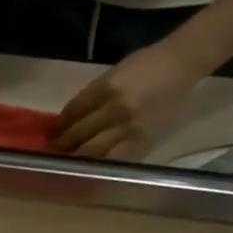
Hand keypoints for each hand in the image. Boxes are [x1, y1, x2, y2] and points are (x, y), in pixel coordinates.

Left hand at [52, 40, 198, 157]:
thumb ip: (93, 95)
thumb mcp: (115, 73)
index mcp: (107, 87)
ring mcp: (129, 127)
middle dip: (63, 144)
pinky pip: (115, 159)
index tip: (50, 133)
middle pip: (80, 133)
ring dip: (77, 158)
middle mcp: (116, 108)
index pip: (74, 111)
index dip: (59, 125)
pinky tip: (90, 168)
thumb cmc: (146, 65)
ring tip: (66, 162)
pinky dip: (100, 164)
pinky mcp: (142, 141)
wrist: (181, 64)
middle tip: (53, 152)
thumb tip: (70, 118)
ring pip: (94, 151)